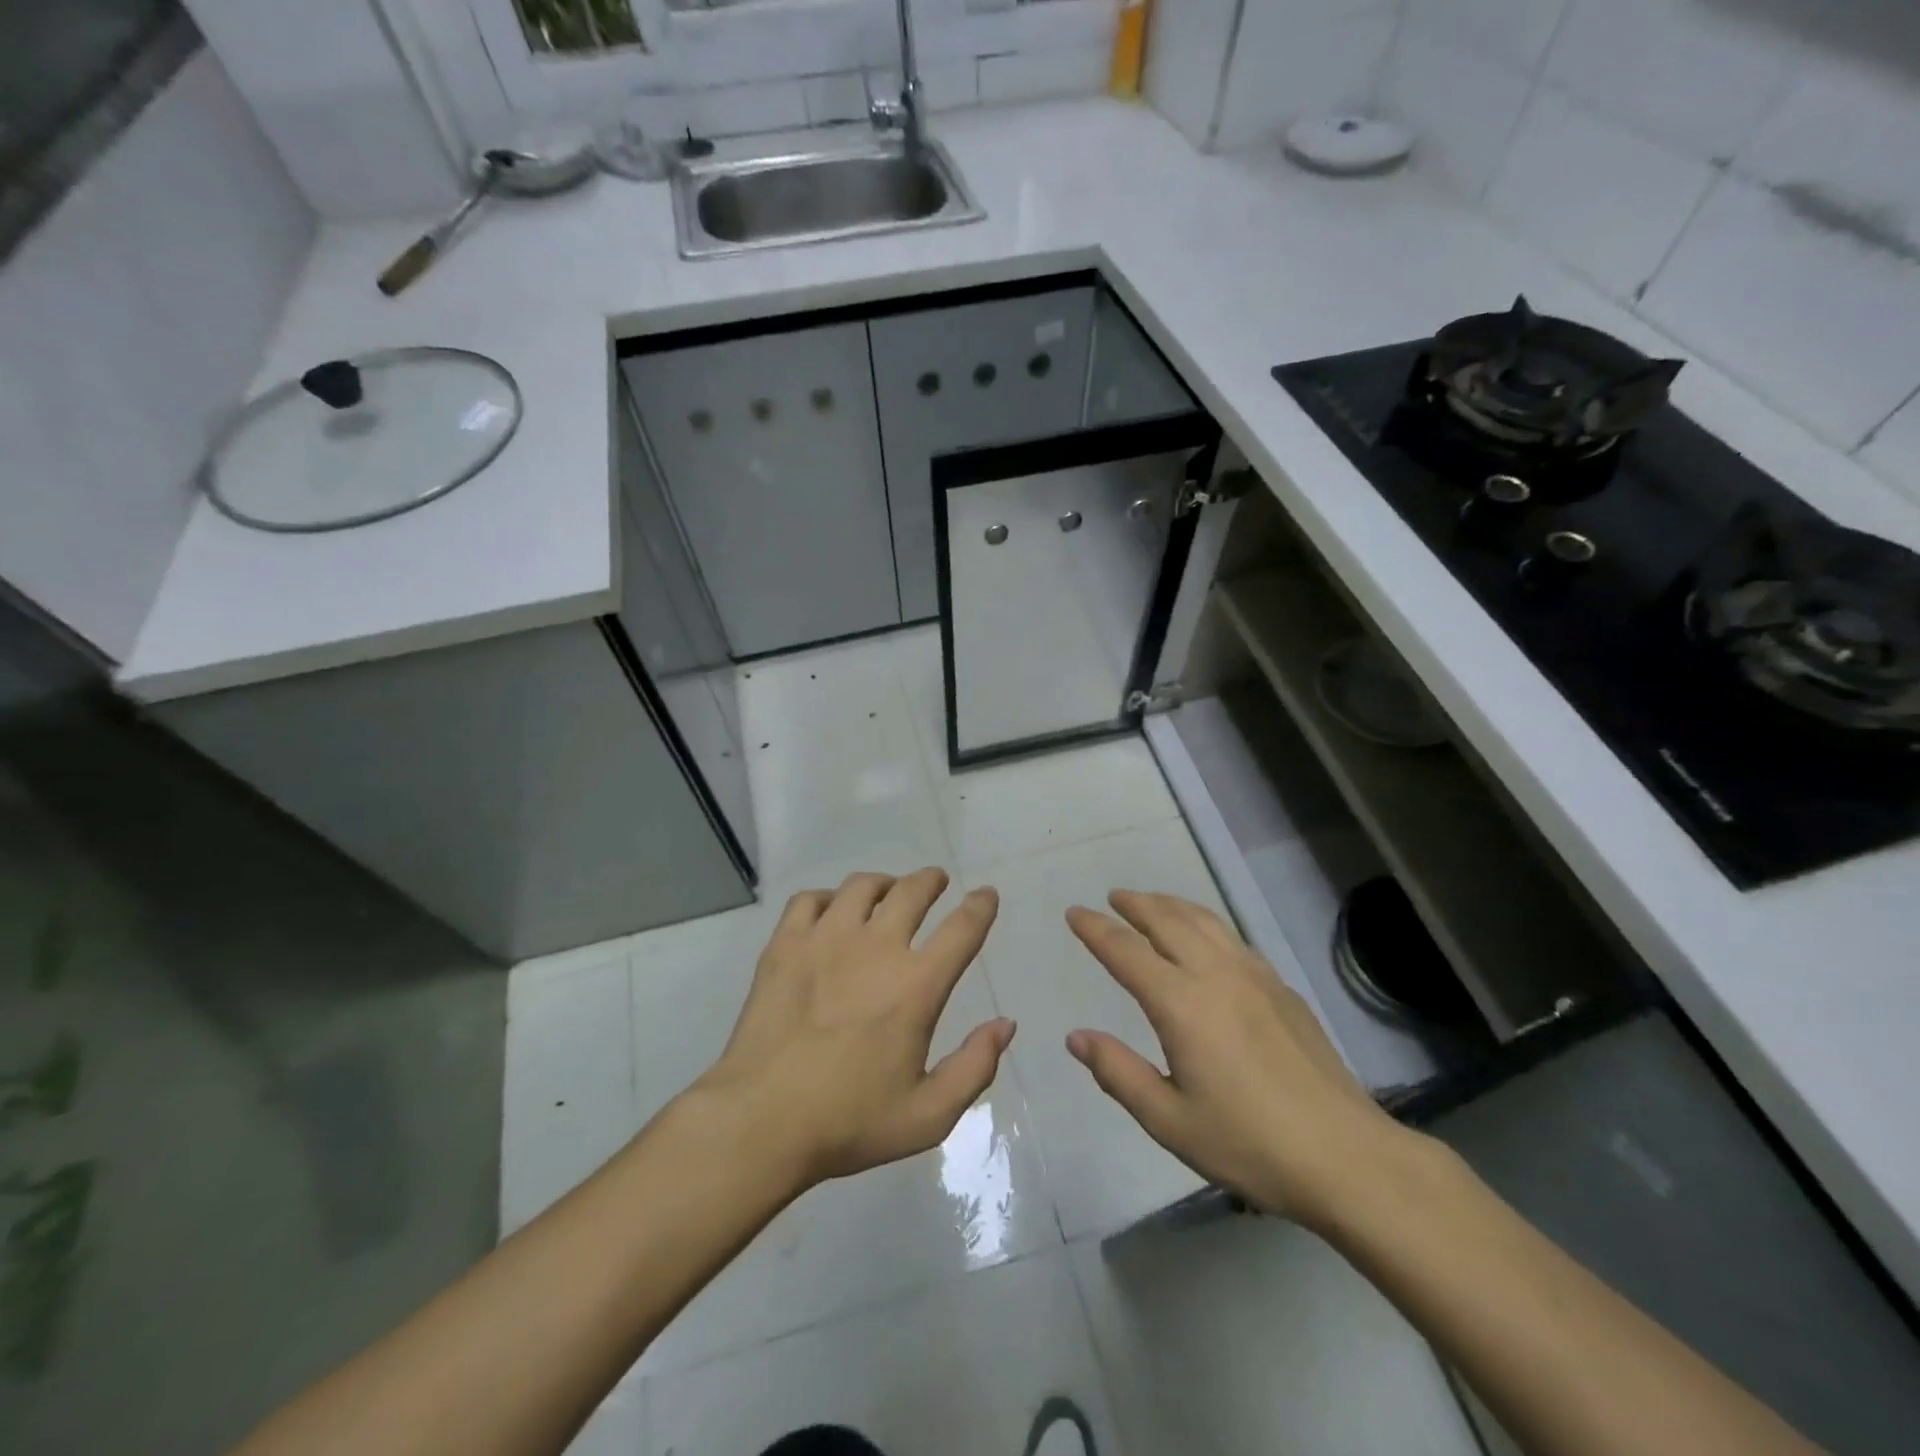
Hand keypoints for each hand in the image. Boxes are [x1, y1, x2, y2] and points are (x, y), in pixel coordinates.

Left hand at [696, 868, 1014, 1187]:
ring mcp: (826, 940)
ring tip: (886, 892)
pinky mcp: (785, 945)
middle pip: (912, 891)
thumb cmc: (848, 1122)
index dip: (980, 906)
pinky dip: (828, 898)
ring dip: (884, 883)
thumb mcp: (928, 1115)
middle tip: (935, 882)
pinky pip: (810, 899)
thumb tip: (1005, 1024)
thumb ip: (975, 1067)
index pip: (963, 928)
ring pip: (862, 886)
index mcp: (916, 986)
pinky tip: (830, 913)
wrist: (760, 1122)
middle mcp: (876, 948)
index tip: (986, 895)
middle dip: (930, 881)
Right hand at [1065, 891, 1413, 1229]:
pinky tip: (1205, 937)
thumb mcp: (1169, 1120)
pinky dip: (1204, 922)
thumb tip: (1076, 1037)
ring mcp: (1254, 976)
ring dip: (1171, 905)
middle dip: (1135, 904)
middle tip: (1112, 897)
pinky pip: (1232, 937)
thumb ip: (1118, 1073)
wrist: (1347, 1157)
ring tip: (1151, 902)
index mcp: (1181, 1004)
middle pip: (1167, 920)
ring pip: (1204, 921)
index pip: (1126, 951)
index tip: (1074, 913)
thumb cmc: (1249, 1144)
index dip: (1095, 929)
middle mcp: (1215, 975)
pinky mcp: (1282, 988)